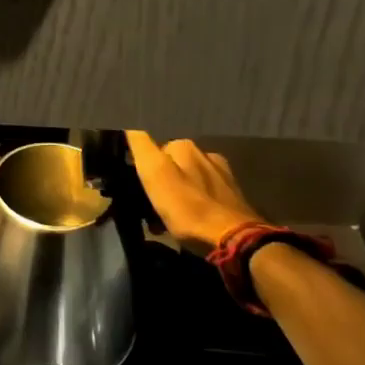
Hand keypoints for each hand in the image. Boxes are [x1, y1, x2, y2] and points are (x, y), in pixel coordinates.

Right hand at [126, 131, 264, 250]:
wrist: (234, 241)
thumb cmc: (188, 208)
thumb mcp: (155, 174)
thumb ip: (142, 146)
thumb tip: (129, 123)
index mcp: (185, 146)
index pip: (152, 147)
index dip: (142, 167)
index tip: (136, 187)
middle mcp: (206, 154)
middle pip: (172, 164)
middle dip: (159, 181)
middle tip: (149, 206)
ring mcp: (222, 175)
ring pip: (187, 179)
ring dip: (175, 194)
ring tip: (167, 220)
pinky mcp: (233, 197)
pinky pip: (202, 195)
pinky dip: (192, 204)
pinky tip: (189, 222)